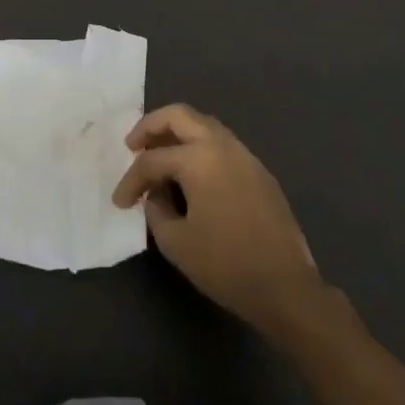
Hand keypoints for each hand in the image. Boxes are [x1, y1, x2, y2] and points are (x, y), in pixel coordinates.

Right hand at [112, 104, 321, 334]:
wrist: (286, 288)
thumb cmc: (225, 264)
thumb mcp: (176, 242)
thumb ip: (156, 210)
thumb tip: (157, 195)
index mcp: (199, 158)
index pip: (152, 160)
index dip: (130, 180)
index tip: (119, 203)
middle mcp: (222, 146)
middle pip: (179, 116)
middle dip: (150, 126)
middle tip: (133, 145)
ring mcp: (245, 156)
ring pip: (204, 125)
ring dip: (177, 134)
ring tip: (160, 156)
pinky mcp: (259, 172)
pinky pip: (222, 145)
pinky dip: (199, 148)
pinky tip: (191, 175)